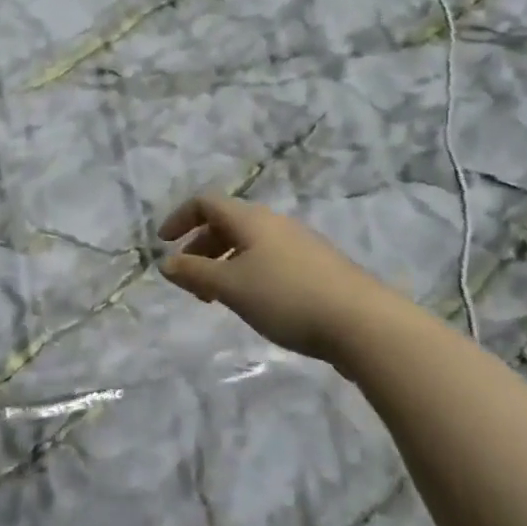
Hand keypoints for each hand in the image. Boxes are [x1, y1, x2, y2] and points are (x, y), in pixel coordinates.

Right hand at [157, 193, 391, 364]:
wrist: (363, 323)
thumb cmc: (287, 297)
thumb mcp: (231, 287)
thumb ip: (195, 273)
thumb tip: (166, 263)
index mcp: (250, 219)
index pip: (206, 202)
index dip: (180, 218)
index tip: (163, 244)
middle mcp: (274, 223)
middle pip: (227, 222)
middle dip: (201, 246)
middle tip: (190, 279)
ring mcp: (299, 243)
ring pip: (250, 243)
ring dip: (225, 263)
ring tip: (219, 297)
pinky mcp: (318, 267)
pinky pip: (270, 259)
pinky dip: (249, 272)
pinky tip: (256, 303)